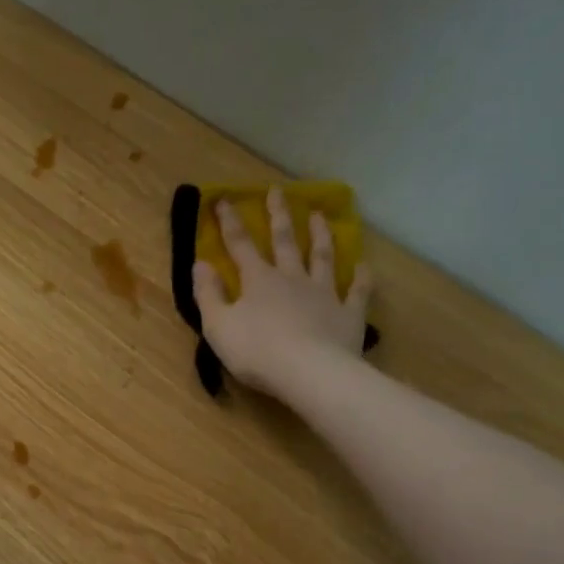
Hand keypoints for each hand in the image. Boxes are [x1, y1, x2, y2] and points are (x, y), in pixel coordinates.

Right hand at [193, 190, 370, 397]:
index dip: (230, 222)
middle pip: (285, 241)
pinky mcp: (348, 314)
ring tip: (320, 215)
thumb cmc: (256, 352)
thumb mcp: (218, 326)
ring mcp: (324, 294)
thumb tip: (200, 263)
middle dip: (278, 215)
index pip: (240, 245)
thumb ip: (207, 294)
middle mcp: (292, 278)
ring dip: (321, 235)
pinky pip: (357, 291)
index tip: (223, 200)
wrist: (309, 372)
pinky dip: (361, 277)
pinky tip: (363, 266)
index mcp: (258, 281)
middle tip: (278, 190)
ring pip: (323, 257)